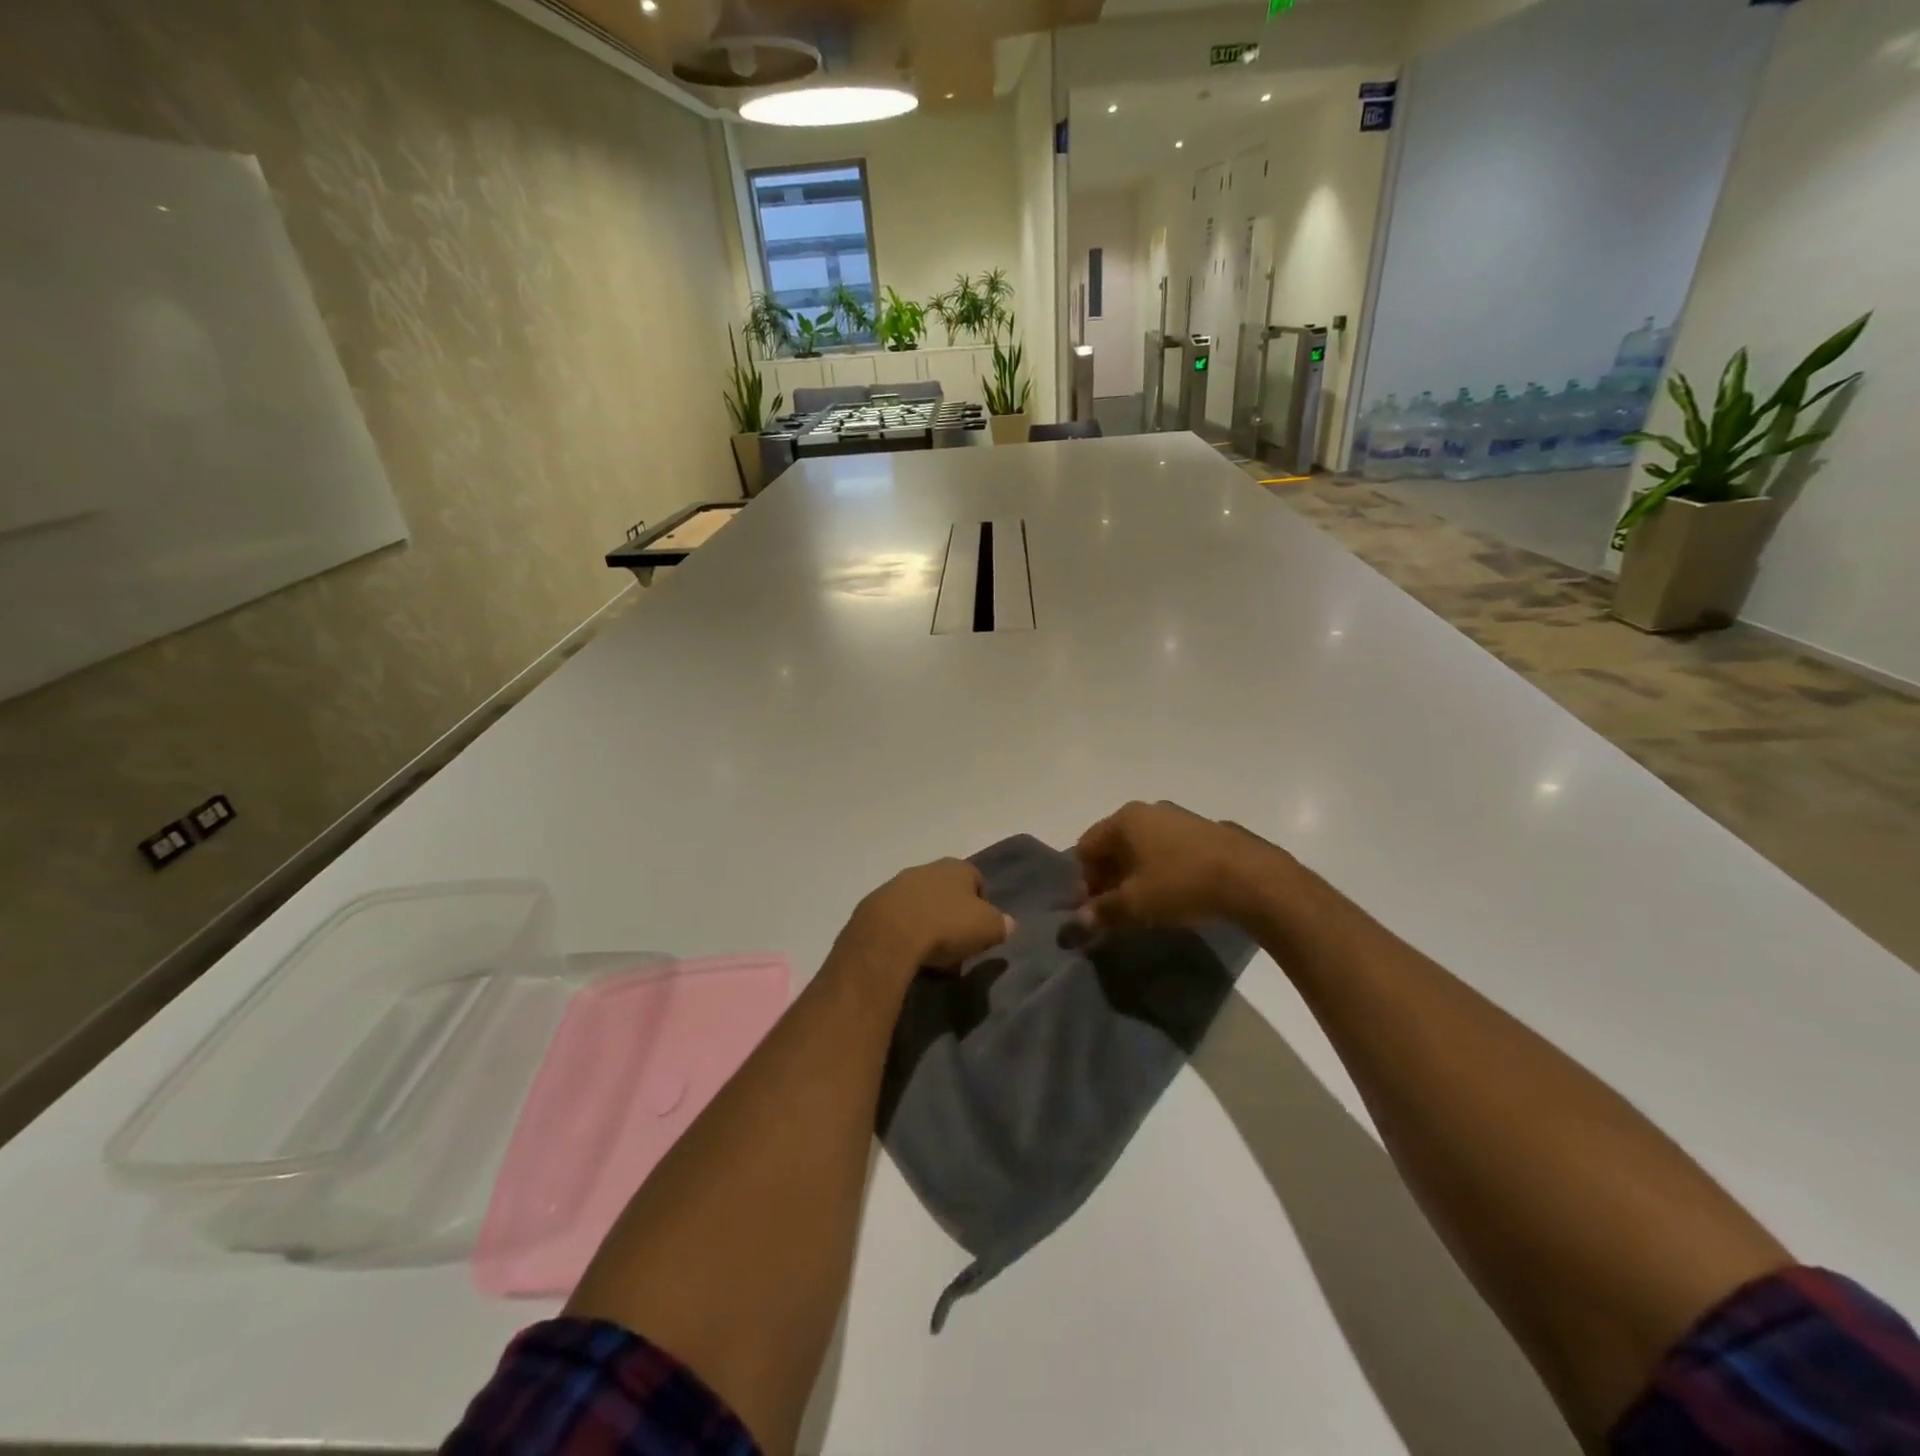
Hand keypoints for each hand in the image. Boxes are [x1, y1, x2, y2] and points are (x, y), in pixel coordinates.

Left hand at [841, 859, 1012, 974]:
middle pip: (947, 894)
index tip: (979, 933)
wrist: (889, 934)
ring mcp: (897, 885)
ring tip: (931, 958)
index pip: (977, 881)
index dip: (982, 907)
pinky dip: (905, 934)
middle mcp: (927, 869)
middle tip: (957, 948)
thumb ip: (1001, 924)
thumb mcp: (988, 928)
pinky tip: (907, 956)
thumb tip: (1008, 923)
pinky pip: (898, 920)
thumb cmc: (946, 926)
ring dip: (928, 927)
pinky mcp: (874, 905)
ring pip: (921, 906)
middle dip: (953, 918)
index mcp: (957, 867)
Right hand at [1075, 800, 1291, 930]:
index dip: (1083, 880)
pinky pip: (1167, 850)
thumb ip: (1103, 911)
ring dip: (1134, 876)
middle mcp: (1149, 810)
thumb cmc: (1182, 884)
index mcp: (1125, 819)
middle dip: (1108, 878)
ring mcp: (1179, 818)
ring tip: (1144, 906)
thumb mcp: (1135, 904)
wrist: (1252, 879)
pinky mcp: (1204, 832)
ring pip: (1142, 848)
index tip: (1093, 910)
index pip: (1086, 847)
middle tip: (1114, 911)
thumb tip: (1079, 920)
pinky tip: (1172, 895)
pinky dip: (1160, 871)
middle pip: (1113, 846)